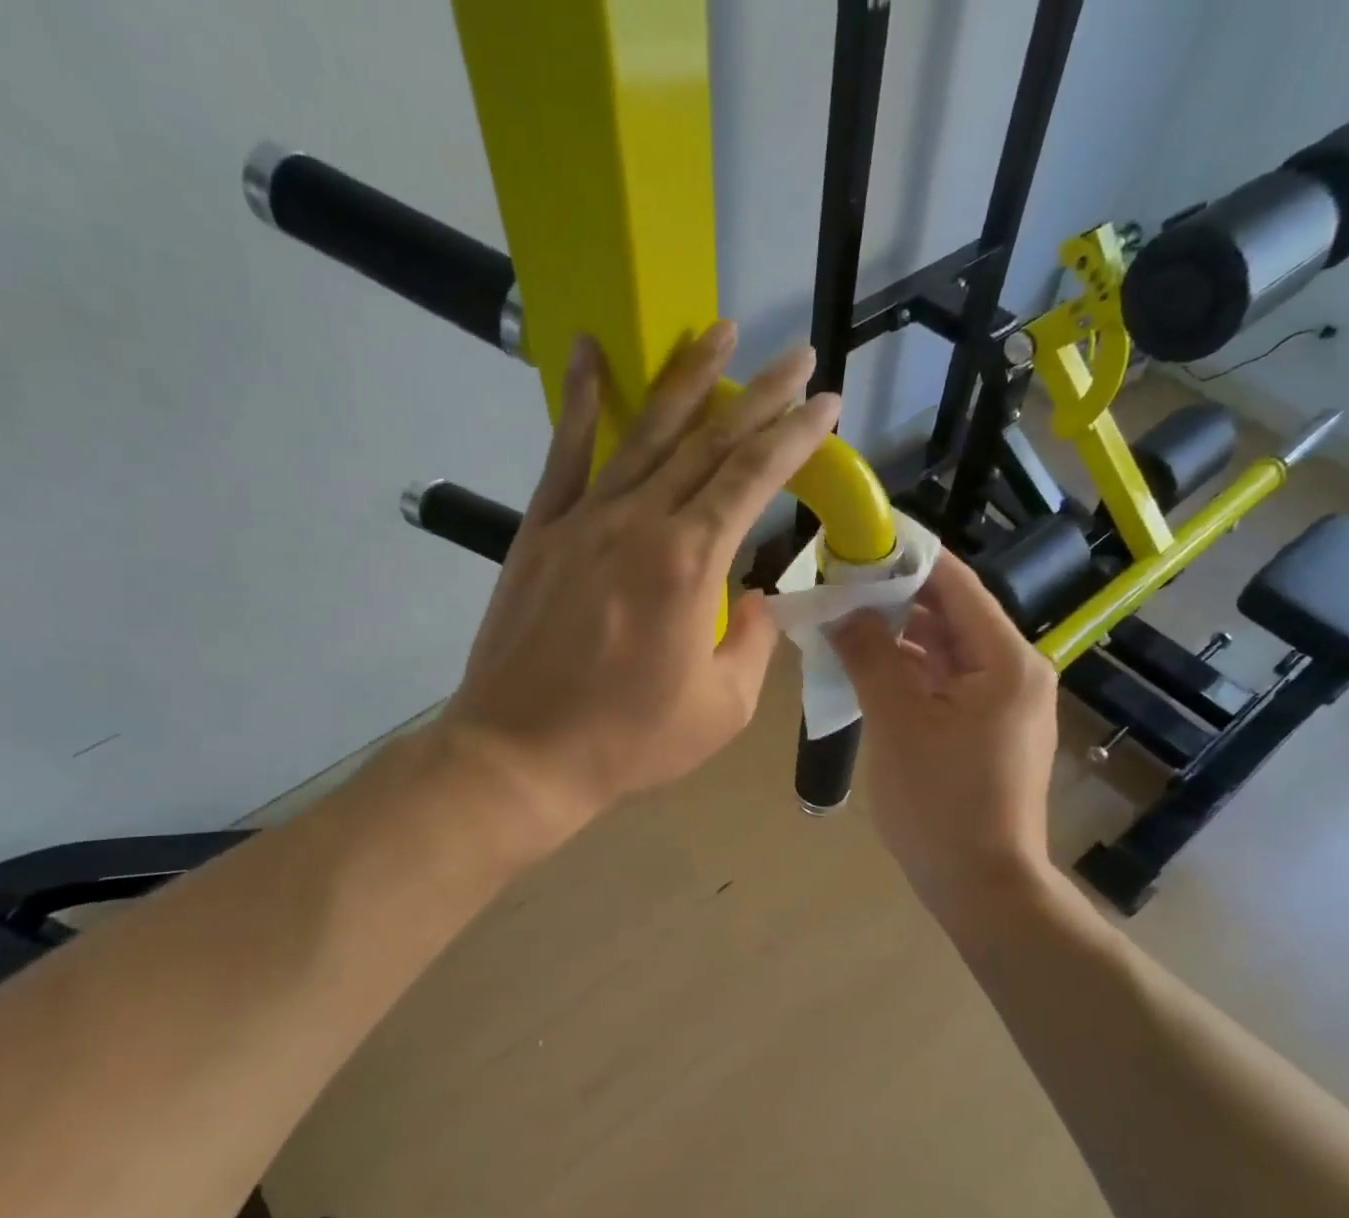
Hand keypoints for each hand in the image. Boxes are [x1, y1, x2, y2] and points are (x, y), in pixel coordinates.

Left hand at [441, 321, 840, 835]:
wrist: (522, 754)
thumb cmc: (628, 740)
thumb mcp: (721, 708)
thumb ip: (751, 644)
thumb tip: (754, 600)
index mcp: (689, 564)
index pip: (754, 478)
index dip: (795, 436)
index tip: (826, 404)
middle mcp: (639, 523)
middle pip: (708, 442)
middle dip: (760, 396)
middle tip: (796, 357)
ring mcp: (583, 521)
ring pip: (644, 432)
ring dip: (686, 378)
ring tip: (718, 330)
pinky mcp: (539, 531)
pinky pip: (564, 453)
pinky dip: (580, 400)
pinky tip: (592, 353)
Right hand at [829, 554, 1059, 914]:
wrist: (982, 886)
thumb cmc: (940, 803)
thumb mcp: (896, 722)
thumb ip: (870, 656)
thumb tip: (842, 610)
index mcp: (1006, 660)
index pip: (955, 584)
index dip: (907, 558)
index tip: (858, 542)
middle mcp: (1015, 671)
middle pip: (951, 615)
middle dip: (894, 600)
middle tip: (837, 586)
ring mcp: (1004, 703)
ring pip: (945, 650)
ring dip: (898, 637)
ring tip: (843, 623)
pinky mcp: (989, 730)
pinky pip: (947, 683)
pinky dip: (910, 672)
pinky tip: (867, 669)